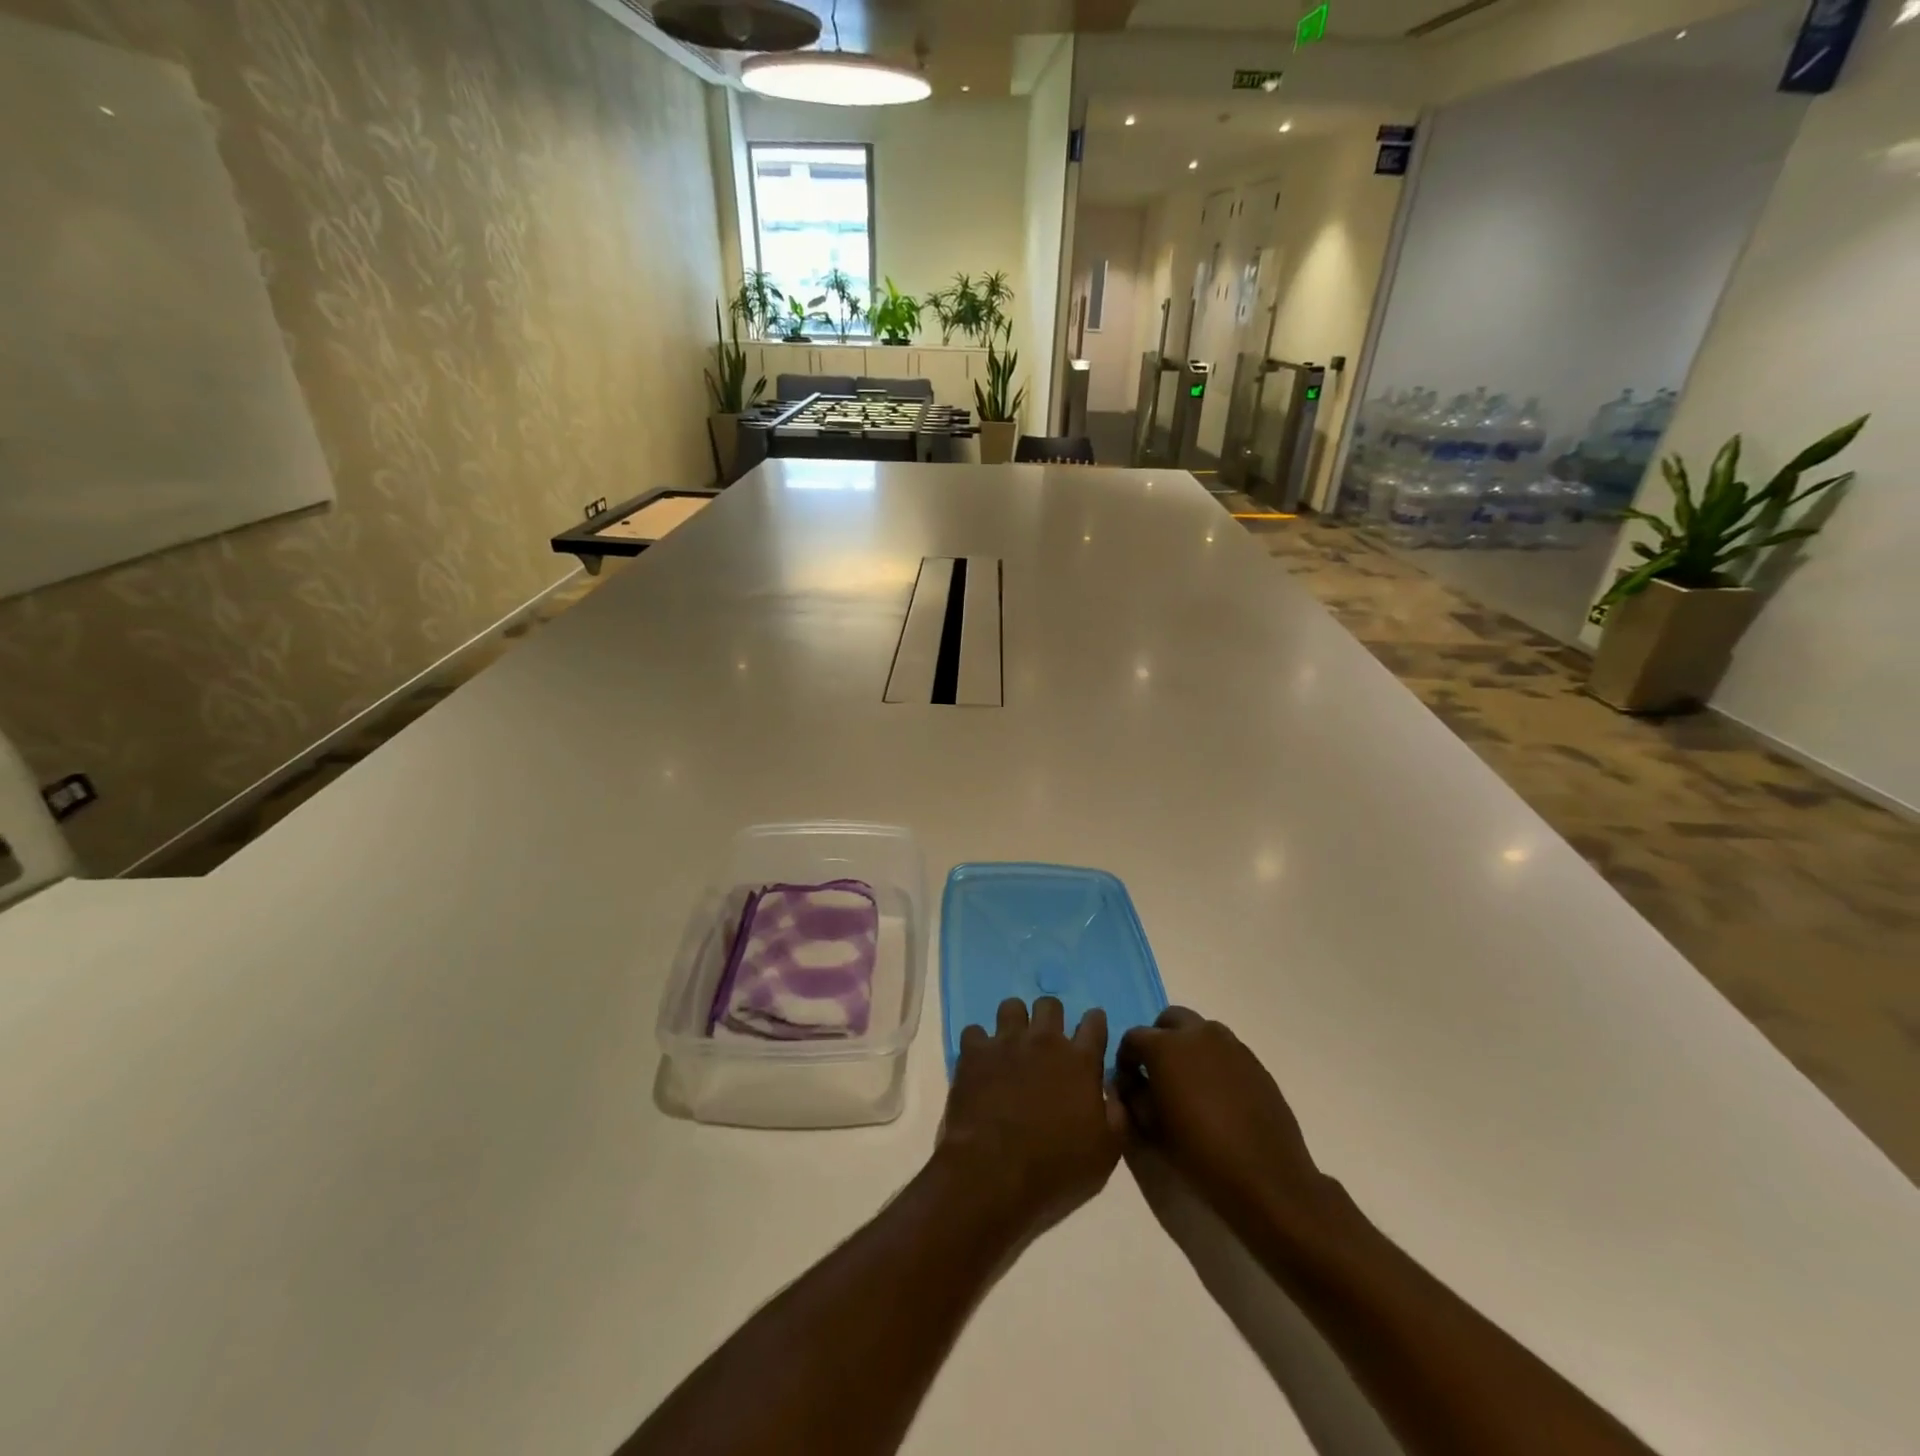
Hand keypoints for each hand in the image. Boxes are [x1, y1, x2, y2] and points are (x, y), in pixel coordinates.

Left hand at [936, 997, 1125, 1240]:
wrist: (995, 1173)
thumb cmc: (1056, 1168)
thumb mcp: (1106, 1153)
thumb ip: (1116, 1115)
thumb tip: (1113, 1092)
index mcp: (1080, 1062)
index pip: (1095, 1022)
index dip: (1094, 1022)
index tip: (1092, 1031)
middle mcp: (1044, 1041)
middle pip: (1050, 1004)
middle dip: (1051, 1017)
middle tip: (1047, 1041)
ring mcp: (1006, 1042)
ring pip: (1011, 1006)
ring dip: (1014, 1022)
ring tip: (1011, 1045)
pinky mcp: (974, 1052)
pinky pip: (974, 1031)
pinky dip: (978, 1044)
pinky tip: (980, 1062)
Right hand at [1116, 1007, 1336, 1240]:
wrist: (1267, 1179)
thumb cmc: (1200, 1154)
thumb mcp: (1152, 1129)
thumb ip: (1134, 1097)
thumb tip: (1130, 1083)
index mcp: (1166, 1047)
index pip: (1134, 1037)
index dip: (1126, 1059)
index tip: (1129, 1082)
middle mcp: (1198, 1033)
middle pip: (1169, 1020)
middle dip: (1159, 1040)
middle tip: (1159, 1074)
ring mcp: (1231, 1045)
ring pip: (1200, 1031)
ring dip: (1188, 1047)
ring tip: (1190, 1084)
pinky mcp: (1255, 1061)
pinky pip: (1225, 1050)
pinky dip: (1213, 1062)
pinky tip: (1218, 1096)